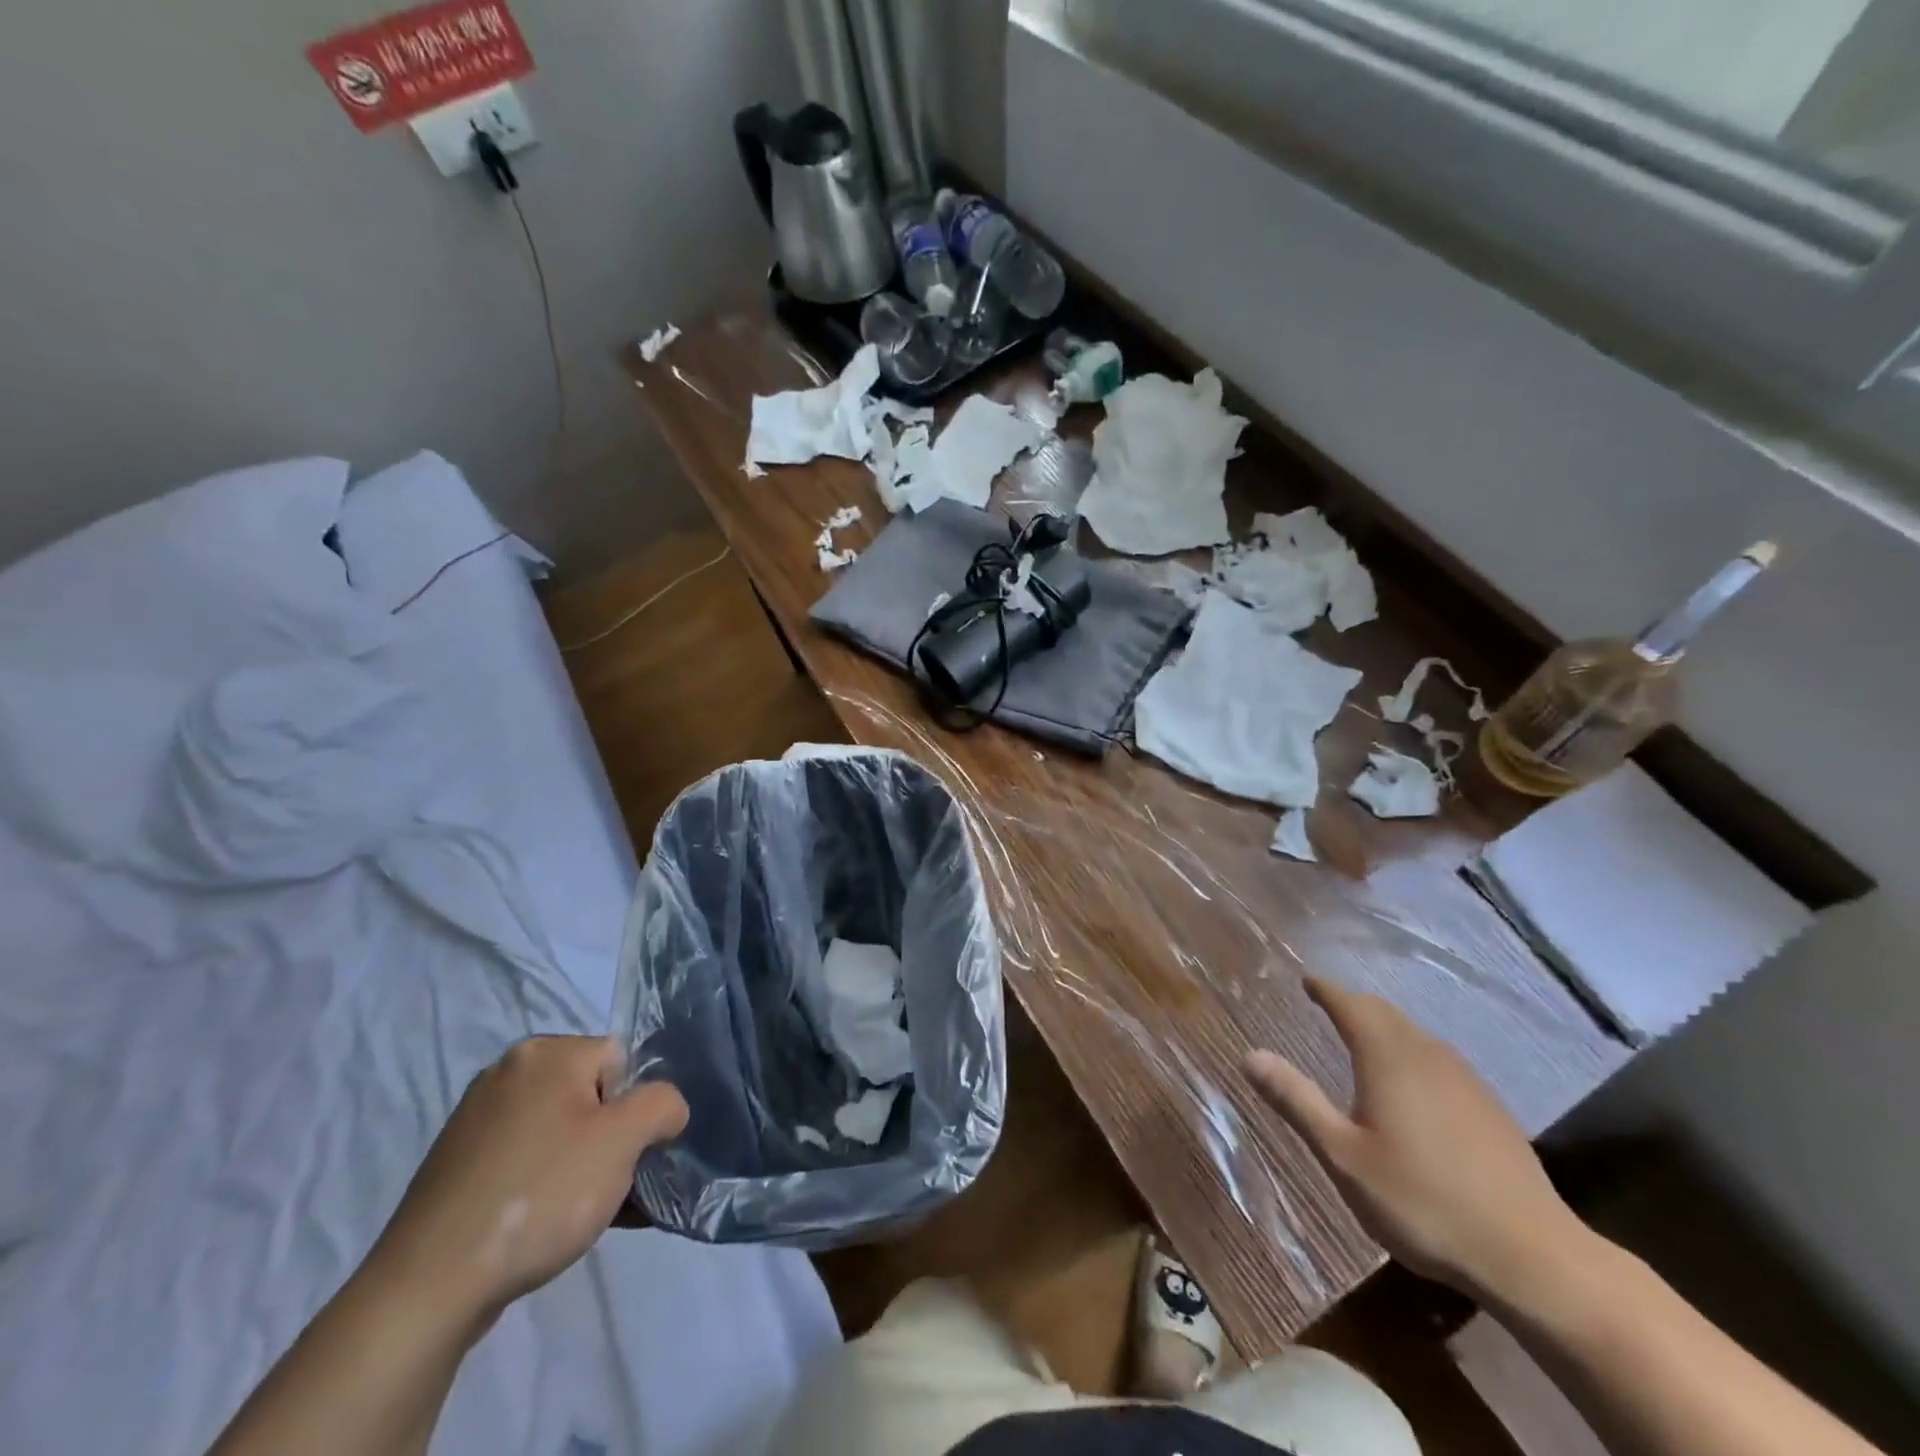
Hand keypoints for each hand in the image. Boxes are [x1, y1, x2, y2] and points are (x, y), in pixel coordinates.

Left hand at [369, 1036, 687, 1332]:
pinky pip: (526, 1159)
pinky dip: (548, 1183)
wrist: (426, 1289)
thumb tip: (666, 1109)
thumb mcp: (623, 1141)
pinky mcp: (458, 1166)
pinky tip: (554, 1226)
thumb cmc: (539, 1195)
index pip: (622, 1059)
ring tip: (590, 1216)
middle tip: (617, 1187)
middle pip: (592, 1094)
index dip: (638, 1106)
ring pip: (560, 1131)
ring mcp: (476, 1120)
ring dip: (586, 1165)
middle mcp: (508, 1072)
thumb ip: (662, 1105)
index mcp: (545, 1052)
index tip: (634, 1154)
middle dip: (614, 1139)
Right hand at [1245, 978, 1587, 1303]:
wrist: (1532, 1256)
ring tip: (1364, 1039)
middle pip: (1386, 1014)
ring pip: (1417, 1036)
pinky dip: (1413, 1054)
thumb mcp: (1343, 1156)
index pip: (1351, 1005)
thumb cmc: (1422, 1202)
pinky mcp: (1491, 1110)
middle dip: (1354, 1004)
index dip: (1326, 990)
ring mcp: (1467, 1081)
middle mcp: (1428, 1056)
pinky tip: (1413, 1086)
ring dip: (1386, 1028)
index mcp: (1388, 1058)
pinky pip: (1440, 1061)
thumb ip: (1296, 1101)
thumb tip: (1250, 1054)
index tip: (1307, 981)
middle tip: (1329, 1005)